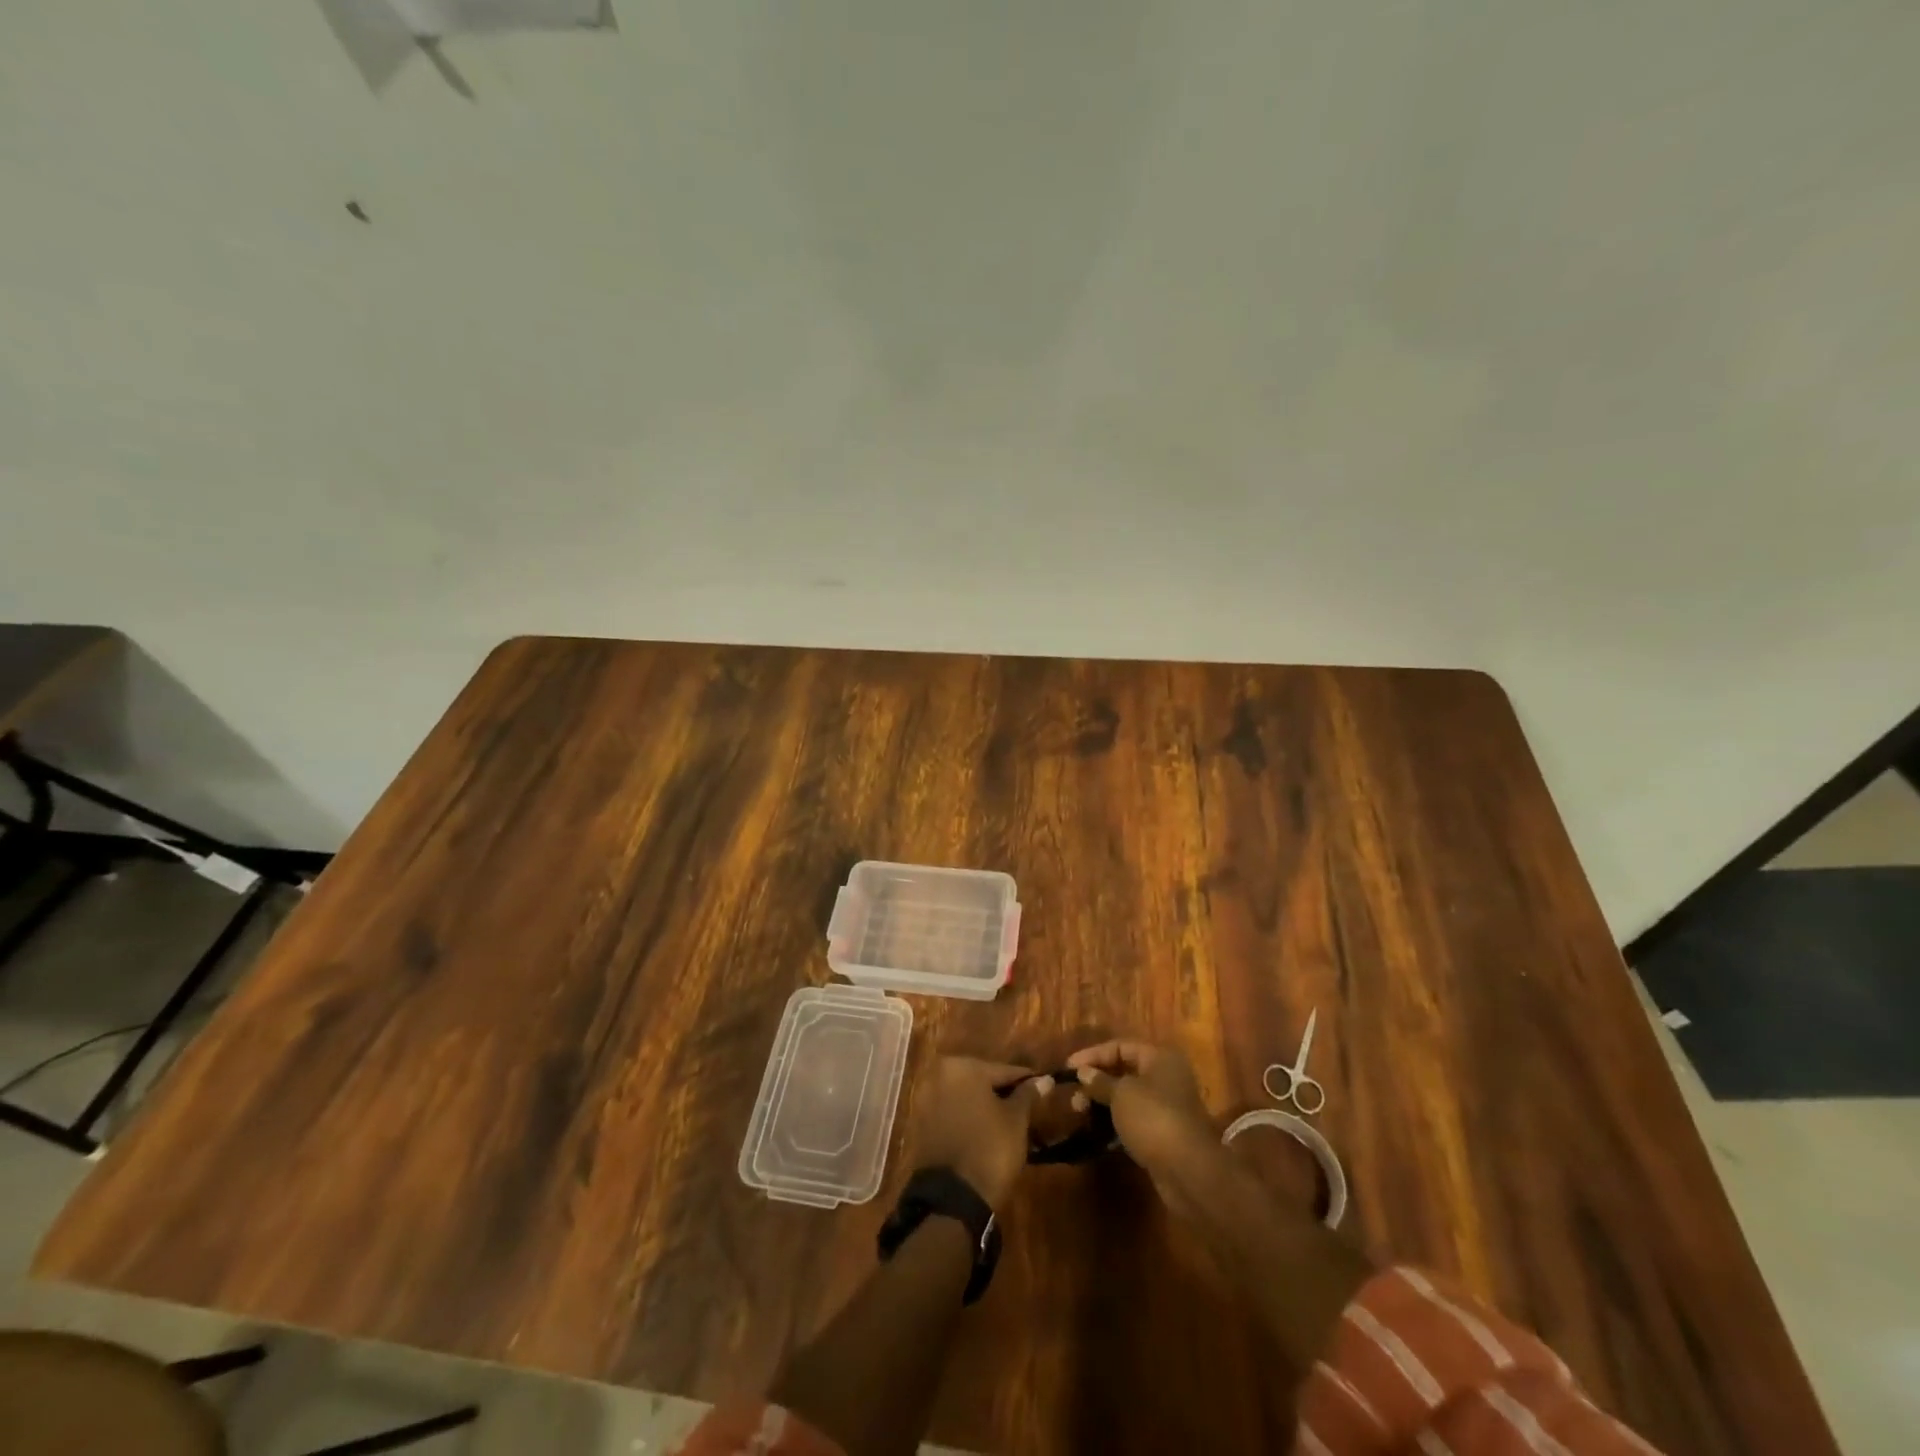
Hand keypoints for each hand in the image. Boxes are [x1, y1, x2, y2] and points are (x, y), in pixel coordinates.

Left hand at [908, 1057, 1050, 1212]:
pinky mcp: (921, 1123)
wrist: (952, 1198)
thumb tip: (1044, 1079)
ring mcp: (927, 1099)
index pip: (1003, 1070)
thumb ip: (1028, 1095)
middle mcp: (939, 1075)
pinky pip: (952, 1113)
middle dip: (1003, 1093)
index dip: (1026, 1081)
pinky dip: (968, 1118)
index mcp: (962, 1066)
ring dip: (985, 1106)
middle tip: (1027, 1108)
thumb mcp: (1016, 1120)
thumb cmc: (990, 1149)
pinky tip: (986, 1133)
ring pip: (966, 1097)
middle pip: (982, 1080)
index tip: (1043, 1087)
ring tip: (1009, 1123)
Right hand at [1066, 1041, 1220, 1210]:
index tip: (1068, 1068)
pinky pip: (1133, 1119)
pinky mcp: (1164, 1133)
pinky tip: (1096, 1130)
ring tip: (1079, 1112)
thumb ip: (1099, 1081)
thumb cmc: (1153, 1118)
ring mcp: (1167, 1107)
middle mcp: (1166, 1077)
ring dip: (1102, 1102)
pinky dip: (1114, 1121)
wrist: (1188, 1171)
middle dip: (1096, 1081)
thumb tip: (1083, 1072)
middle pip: (1124, 1071)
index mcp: (1160, 1058)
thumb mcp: (1121, 1094)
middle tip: (1073, 1095)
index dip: (1092, 1055)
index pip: (1120, 1046)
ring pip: (1127, 1097)